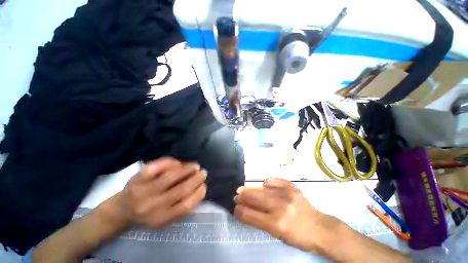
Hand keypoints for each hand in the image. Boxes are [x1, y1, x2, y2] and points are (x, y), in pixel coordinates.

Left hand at [102, 157, 206, 228]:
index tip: (204, 186)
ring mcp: (143, 190)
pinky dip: (170, 162)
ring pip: (171, 176)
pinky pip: (157, 166)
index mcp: (160, 218)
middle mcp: (152, 206)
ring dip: (187, 169)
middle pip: (181, 190)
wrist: (119, 211)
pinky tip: (178, 163)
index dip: (199, 194)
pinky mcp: (137, 178)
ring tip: (195, 166)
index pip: (186, 206)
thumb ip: (181, 208)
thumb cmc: (146, 215)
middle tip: (203, 172)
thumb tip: (199, 189)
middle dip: (196, 179)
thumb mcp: (164, 219)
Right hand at [234, 178, 333, 252]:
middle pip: (254, 197)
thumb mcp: (278, 235)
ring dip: (250, 189)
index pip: (250, 215)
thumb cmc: (298, 237)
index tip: (234, 208)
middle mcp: (280, 207)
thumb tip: (246, 210)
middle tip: (237, 195)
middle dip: (242, 196)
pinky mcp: (291, 186)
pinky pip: (272, 180)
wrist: (320, 227)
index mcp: (277, 224)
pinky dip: (266, 183)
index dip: (239, 211)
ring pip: (261, 188)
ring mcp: (287, 194)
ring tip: (244, 190)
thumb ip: (260, 221)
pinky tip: (265, 186)